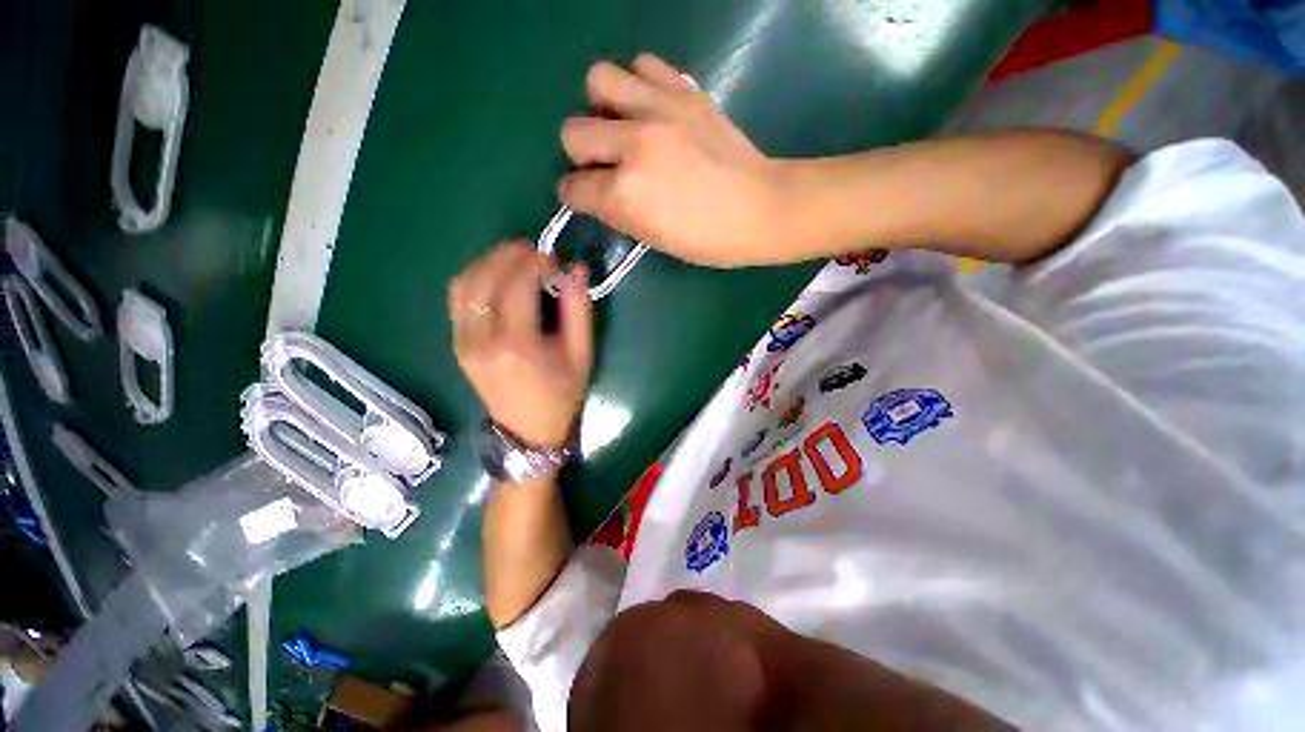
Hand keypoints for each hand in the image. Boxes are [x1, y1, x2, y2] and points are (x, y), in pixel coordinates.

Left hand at [448, 242, 592, 449]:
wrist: (528, 430)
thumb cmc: (562, 394)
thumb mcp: (582, 354)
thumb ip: (579, 310)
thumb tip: (575, 268)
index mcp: (516, 344)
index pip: (517, 283)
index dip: (537, 262)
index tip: (555, 261)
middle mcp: (481, 339)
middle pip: (486, 275)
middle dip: (512, 254)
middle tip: (537, 253)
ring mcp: (462, 341)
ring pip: (465, 281)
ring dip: (490, 261)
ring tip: (517, 260)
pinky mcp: (457, 343)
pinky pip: (457, 297)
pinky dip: (476, 276)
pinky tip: (497, 278)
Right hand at [558, 54, 788, 267]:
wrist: (760, 209)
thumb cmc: (708, 240)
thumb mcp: (655, 240)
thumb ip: (618, 213)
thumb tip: (599, 193)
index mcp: (625, 195)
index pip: (573, 187)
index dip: (576, 194)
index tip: (587, 196)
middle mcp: (633, 146)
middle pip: (572, 132)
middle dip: (582, 154)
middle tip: (606, 164)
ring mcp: (659, 112)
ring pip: (598, 81)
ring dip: (602, 107)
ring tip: (623, 125)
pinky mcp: (684, 91)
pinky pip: (643, 64)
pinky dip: (638, 83)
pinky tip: (651, 107)